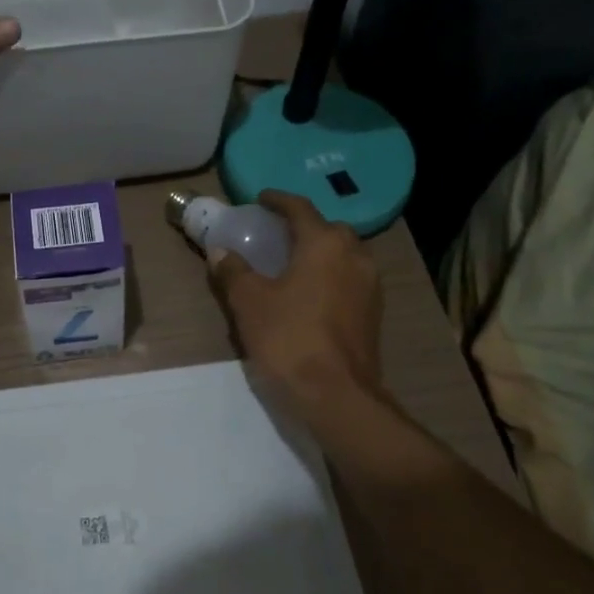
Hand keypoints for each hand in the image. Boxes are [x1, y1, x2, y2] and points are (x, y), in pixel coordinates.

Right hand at [208, 191, 382, 421]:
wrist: (336, 395)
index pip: (300, 209)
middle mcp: (354, 256)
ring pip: (344, 255)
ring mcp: (369, 285)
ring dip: (320, 252)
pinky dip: (330, 276)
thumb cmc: (289, 338)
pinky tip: (310, 294)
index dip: (278, 201)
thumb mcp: (249, 302)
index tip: (260, 199)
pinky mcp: (373, 313)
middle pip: (328, 229)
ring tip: (293, 264)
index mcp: (324, 244)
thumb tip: (220, 251)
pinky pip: (350, 280)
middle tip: (276, 234)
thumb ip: (233, 271)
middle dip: (303, 227)